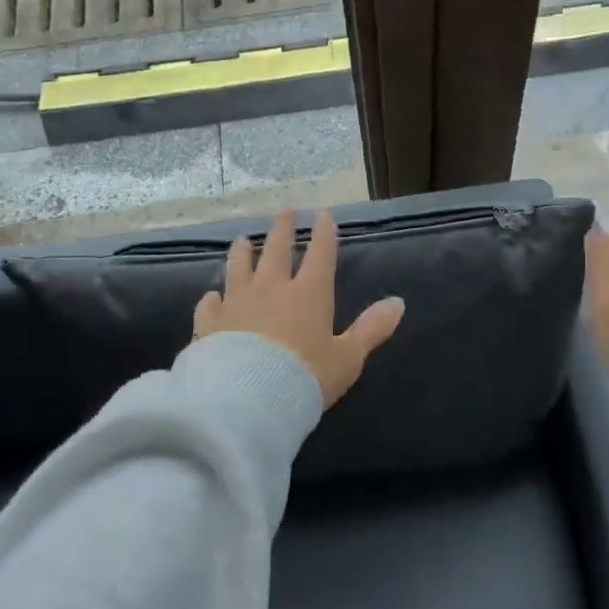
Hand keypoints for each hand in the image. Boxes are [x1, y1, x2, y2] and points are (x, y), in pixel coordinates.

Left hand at [193, 209, 404, 408]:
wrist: (247, 398)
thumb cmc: (305, 376)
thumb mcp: (348, 357)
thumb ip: (371, 329)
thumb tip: (398, 302)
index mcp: (309, 294)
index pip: (320, 255)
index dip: (324, 233)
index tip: (323, 213)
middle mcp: (271, 289)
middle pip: (276, 250)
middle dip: (283, 228)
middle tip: (285, 210)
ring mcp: (237, 304)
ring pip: (238, 268)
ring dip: (242, 252)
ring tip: (242, 239)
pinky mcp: (209, 324)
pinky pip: (210, 304)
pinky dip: (213, 298)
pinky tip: (211, 296)